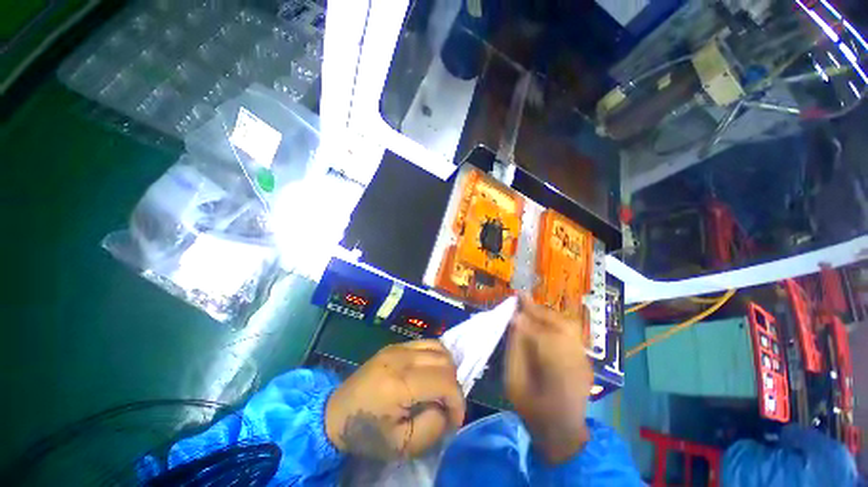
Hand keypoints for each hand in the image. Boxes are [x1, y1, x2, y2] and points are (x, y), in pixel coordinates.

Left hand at [325, 340, 464, 459]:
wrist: (334, 413)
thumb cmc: (366, 433)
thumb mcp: (401, 445)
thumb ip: (432, 427)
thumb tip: (447, 409)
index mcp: (400, 383)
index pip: (445, 382)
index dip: (458, 402)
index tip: (454, 420)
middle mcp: (401, 358)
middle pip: (445, 362)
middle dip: (454, 386)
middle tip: (447, 406)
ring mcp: (398, 347)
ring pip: (439, 348)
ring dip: (447, 368)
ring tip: (440, 388)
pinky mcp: (396, 344)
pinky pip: (427, 343)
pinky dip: (437, 357)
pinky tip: (431, 372)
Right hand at [506, 294, 593, 463]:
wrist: (562, 431)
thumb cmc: (532, 408)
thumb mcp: (513, 381)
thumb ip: (515, 348)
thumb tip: (515, 320)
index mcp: (555, 370)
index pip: (542, 331)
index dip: (528, 314)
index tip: (516, 298)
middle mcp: (575, 360)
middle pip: (560, 324)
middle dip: (539, 309)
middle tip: (522, 298)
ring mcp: (583, 359)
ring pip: (568, 325)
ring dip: (548, 313)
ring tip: (531, 307)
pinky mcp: (585, 359)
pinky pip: (571, 332)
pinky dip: (556, 322)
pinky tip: (543, 321)